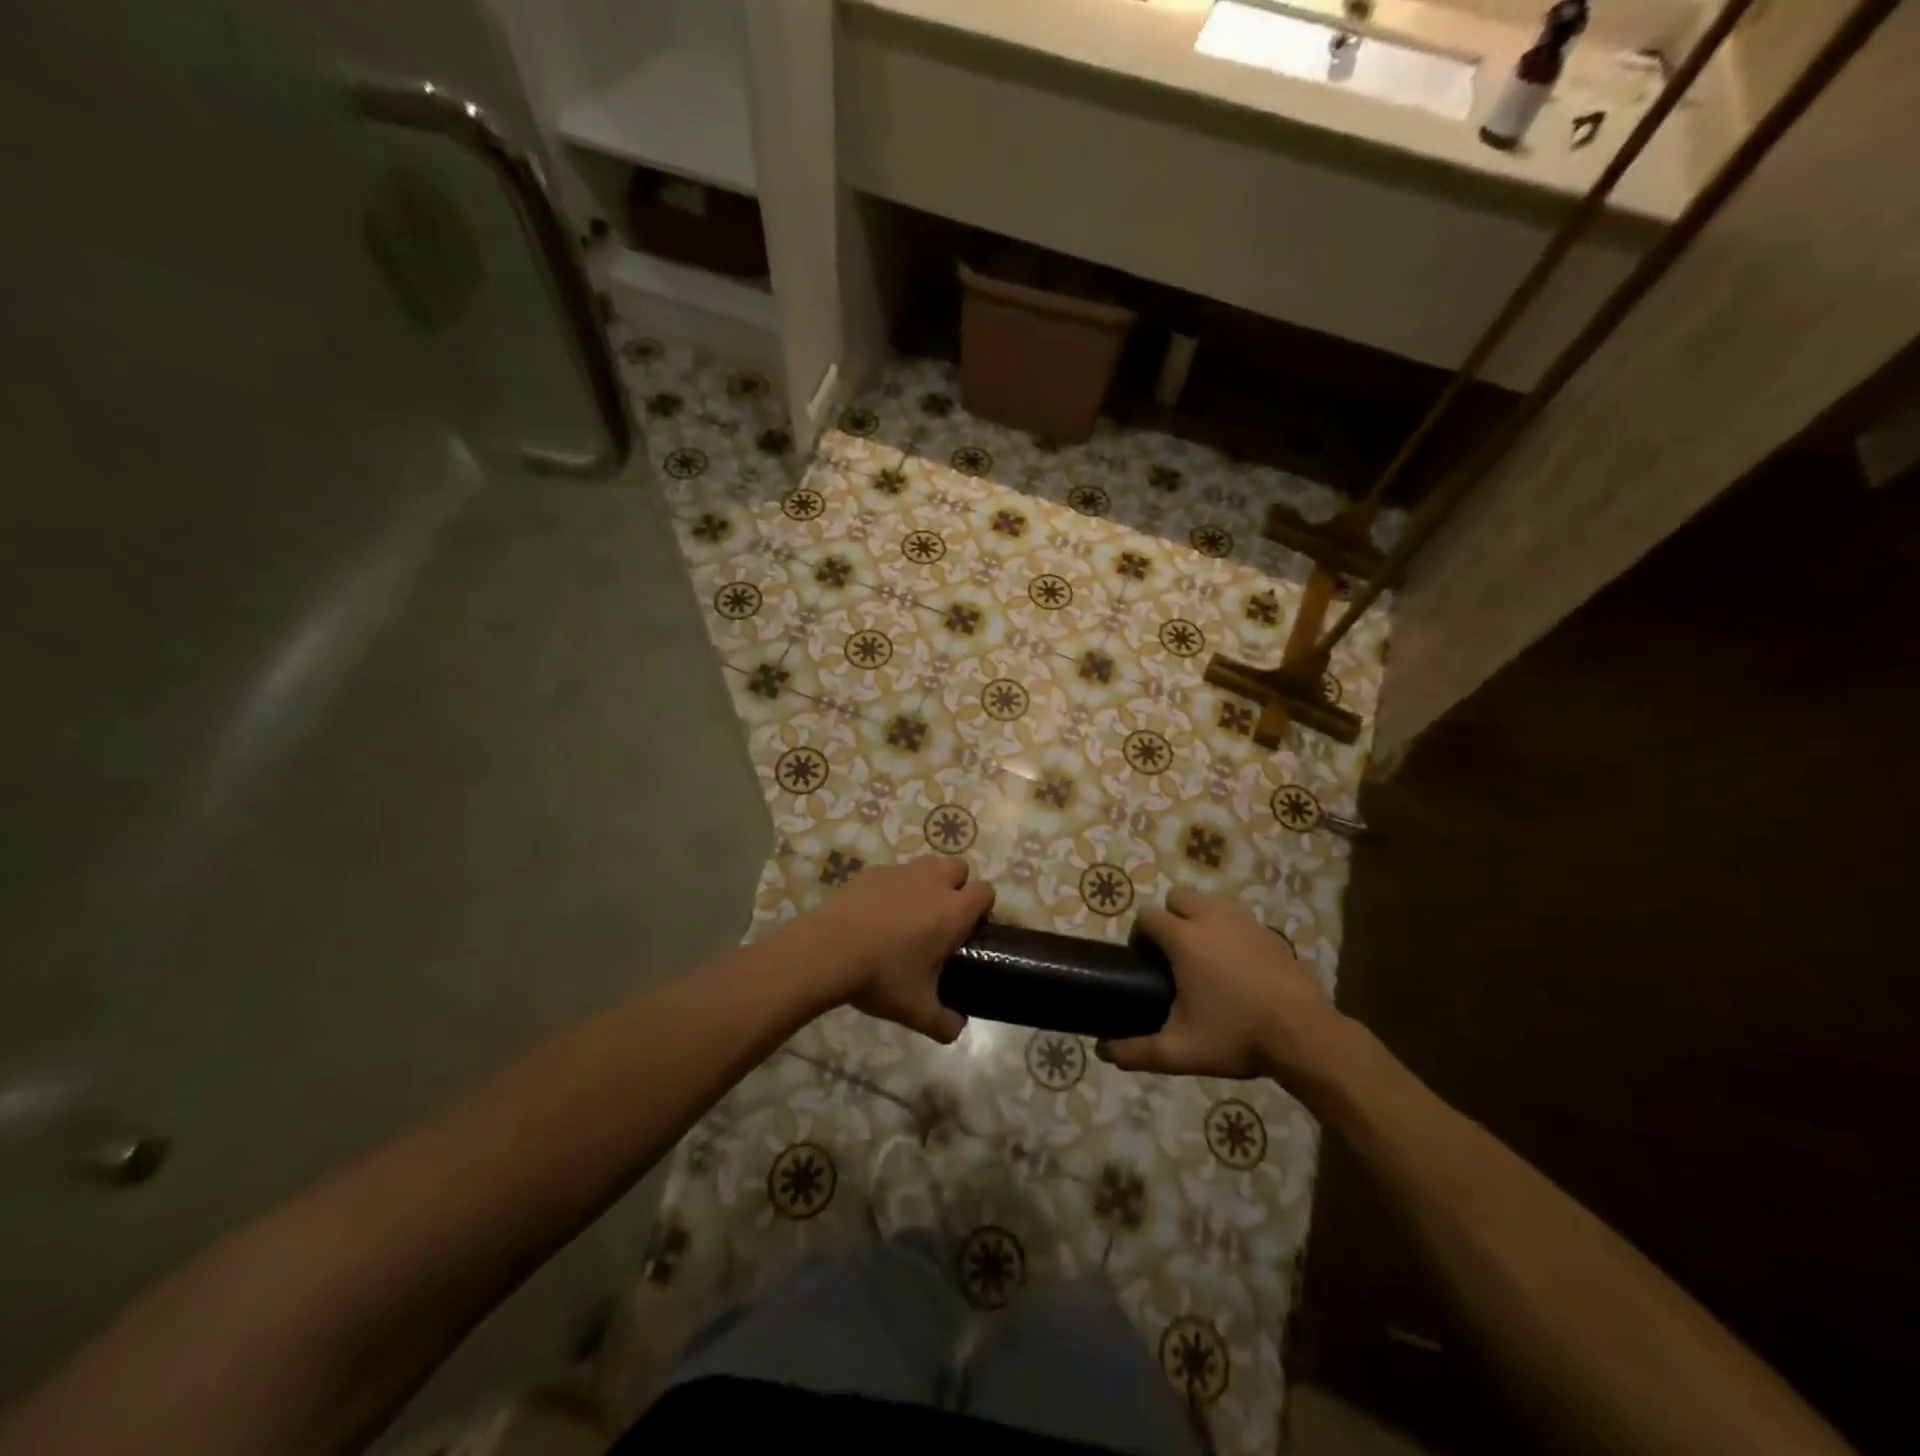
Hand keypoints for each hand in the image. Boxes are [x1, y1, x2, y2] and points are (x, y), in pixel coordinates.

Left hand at [800, 856, 992, 1043]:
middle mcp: (932, 882)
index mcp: (952, 911)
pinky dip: (895, 888)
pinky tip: (877, 915)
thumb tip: (957, 1029)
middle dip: (958, 887)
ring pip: (928, 865)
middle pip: (959, 868)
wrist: (826, 951)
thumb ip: (944, 1023)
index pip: (985, 892)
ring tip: (910, 914)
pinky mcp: (872, 872)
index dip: (982, 908)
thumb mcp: (916, 1010)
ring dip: (928, 883)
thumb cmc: (881, 976)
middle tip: (941, 920)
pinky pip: (895, 873)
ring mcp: (901, 872)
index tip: (969, 930)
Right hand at [1099, 886, 1350, 1087]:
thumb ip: (1136, 1051)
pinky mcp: (1268, 931)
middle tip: (1173, 957)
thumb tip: (1104, 1051)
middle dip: (1168, 919)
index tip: (1144, 963)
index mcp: (1183, 938)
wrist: (1304, 1035)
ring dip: (1198, 919)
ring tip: (1204, 958)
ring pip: (1209, 902)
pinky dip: (1228, 931)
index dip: (1139, 936)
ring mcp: (1243, 921)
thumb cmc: (1236, 1036)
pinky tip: (1236, 966)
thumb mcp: (1180, 1051)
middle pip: (1177, 897)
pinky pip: (1236, 918)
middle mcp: (1210, 918)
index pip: (1146, 916)